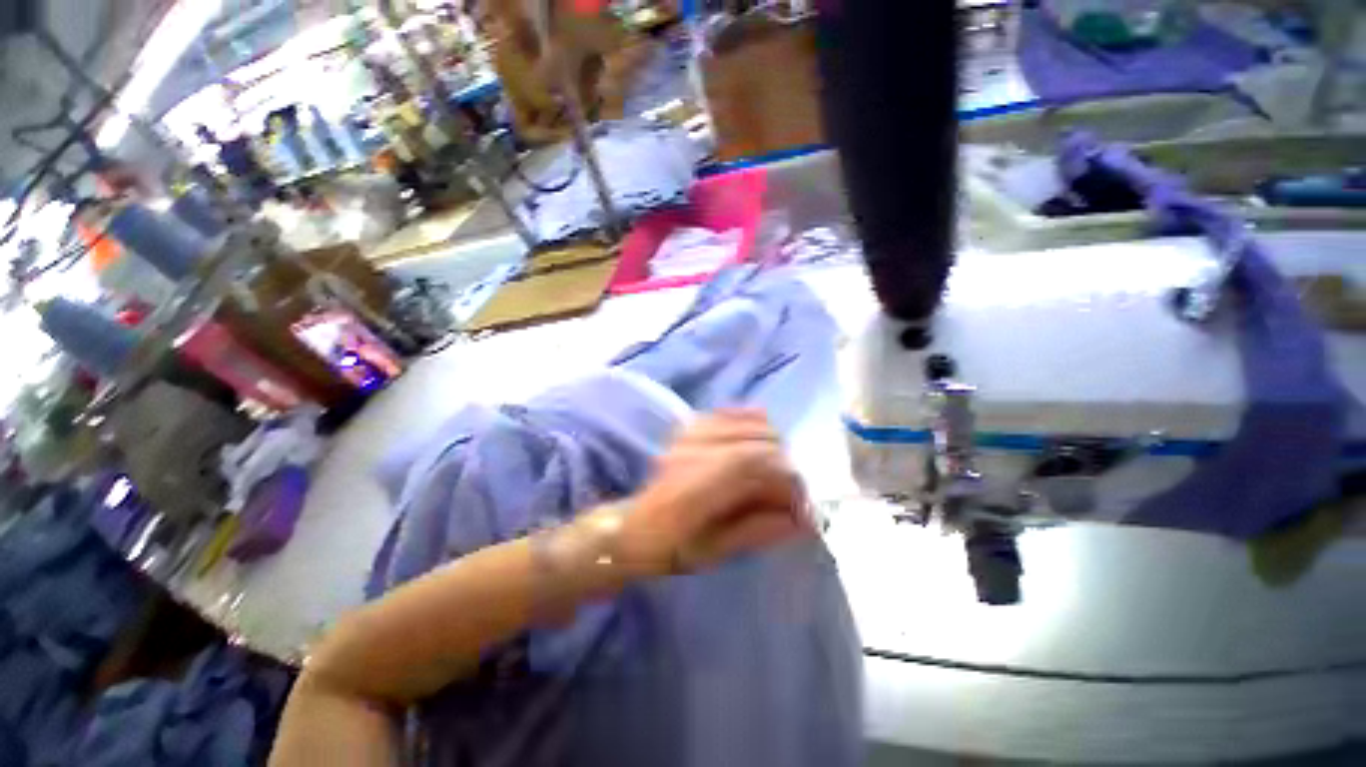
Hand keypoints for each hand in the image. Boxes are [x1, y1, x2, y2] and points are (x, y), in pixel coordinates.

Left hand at [613, 409, 812, 577]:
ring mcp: (691, 433)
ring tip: (772, 470)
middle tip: (786, 492)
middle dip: (785, 465)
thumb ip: (759, 530)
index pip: (759, 464)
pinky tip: (756, 442)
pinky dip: (753, 422)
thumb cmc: (671, 547)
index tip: (800, 507)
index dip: (788, 483)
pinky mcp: (690, 426)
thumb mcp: (715, 551)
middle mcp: (695, 450)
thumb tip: (803, 519)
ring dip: (773, 445)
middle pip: (761, 440)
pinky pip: (732, 412)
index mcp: (698, 486)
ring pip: (751, 422)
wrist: (634, 525)